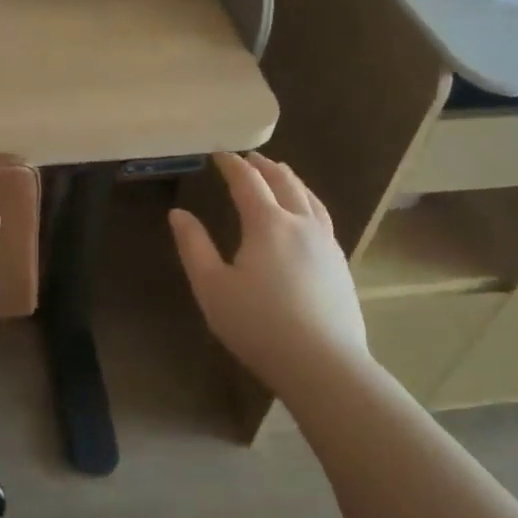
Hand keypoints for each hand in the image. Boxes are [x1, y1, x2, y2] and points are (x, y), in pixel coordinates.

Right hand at [168, 152, 369, 392]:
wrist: (323, 364)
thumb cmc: (258, 324)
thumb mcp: (212, 287)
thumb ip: (194, 246)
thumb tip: (178, 214)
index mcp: (268, 224)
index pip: (248, 182)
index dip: (232, 164)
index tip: (219, 153)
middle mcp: (301, 224)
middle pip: (284, 183)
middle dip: (265, 166)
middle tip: (251, 157)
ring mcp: (326, 244)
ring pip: (310, 199)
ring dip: (292, 180)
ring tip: (282, 174)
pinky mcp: (340, 266)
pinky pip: (323, 218)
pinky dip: (309, 202)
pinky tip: (307, 216)